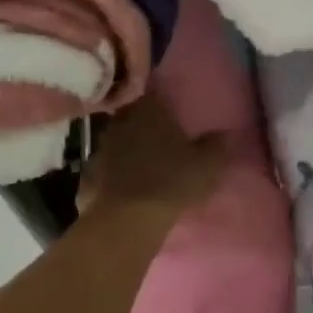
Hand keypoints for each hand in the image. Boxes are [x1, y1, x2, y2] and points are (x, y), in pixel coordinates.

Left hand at [79, 95, 227, 224]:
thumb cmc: (171, 181)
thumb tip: (225, 133)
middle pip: (134, 115)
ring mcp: (101, 148)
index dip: (163, 100)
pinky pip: (107, 170)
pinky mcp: (88, 176)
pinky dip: (116, 176)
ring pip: (119, 142)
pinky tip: (128, 188)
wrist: (125, 220)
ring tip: (147, 165)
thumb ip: (217, 145)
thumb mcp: (207, 164)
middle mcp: (120, 121)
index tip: (173, 110)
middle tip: (163, 138)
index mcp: (148, 109)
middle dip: (146, 125)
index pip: (154, 92)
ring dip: (129, 150)